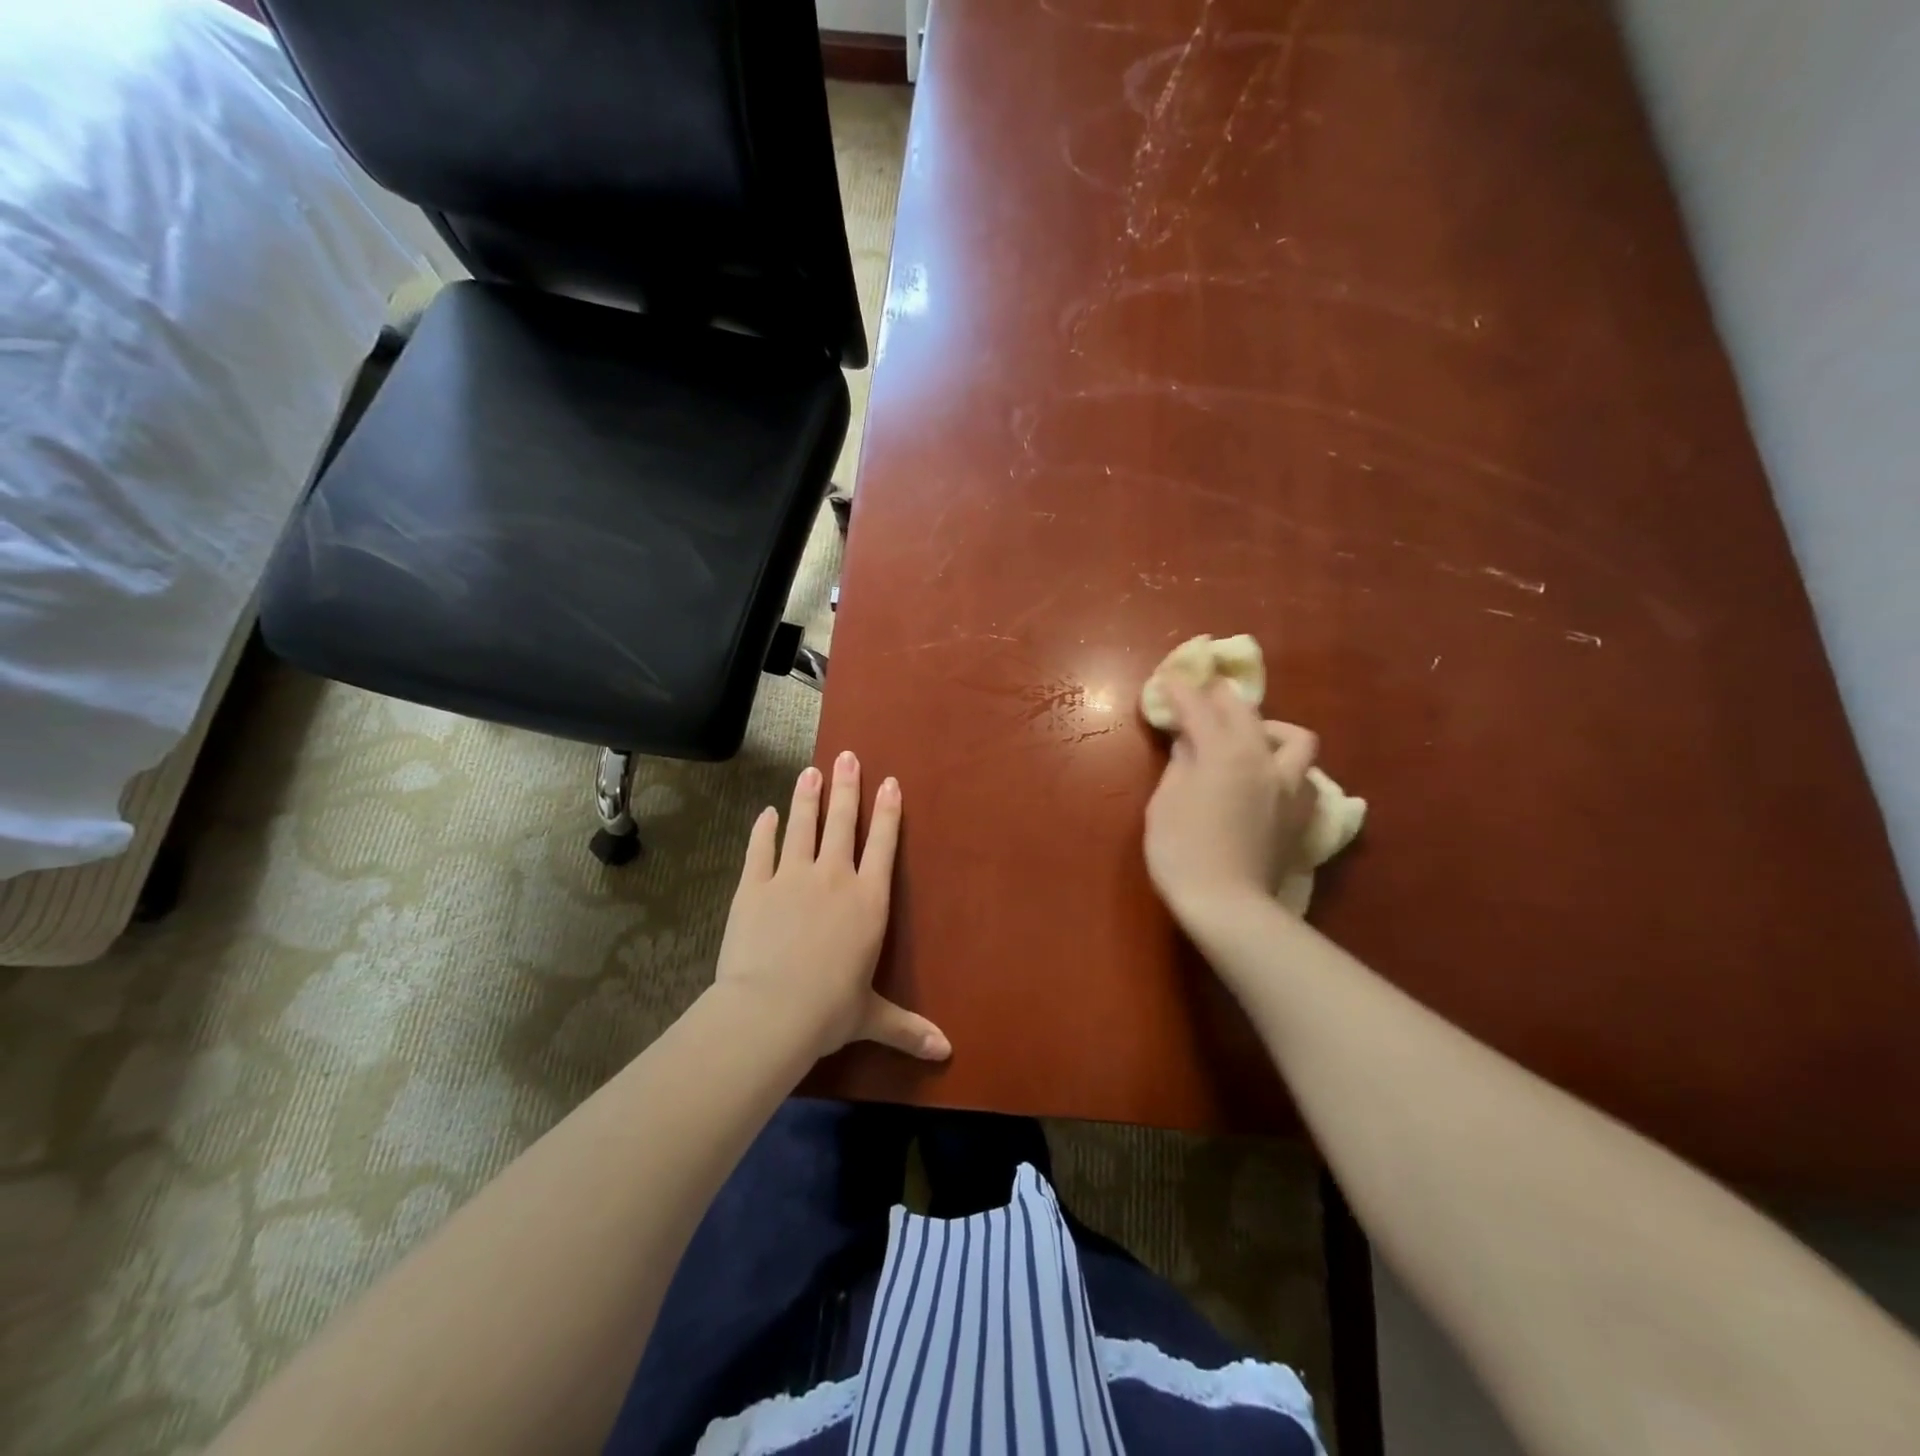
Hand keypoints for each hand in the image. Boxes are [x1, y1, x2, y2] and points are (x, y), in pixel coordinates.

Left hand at [714, 752, 950, 1063]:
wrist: (770, 1010)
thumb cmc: (829, 1010)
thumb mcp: (872, 1017)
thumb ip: (907, 1028)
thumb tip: (946, 1052)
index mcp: (868, 900)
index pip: (883, 845)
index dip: (888, 812)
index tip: (889, 782)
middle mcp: (833, 878)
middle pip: (842, 822)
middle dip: (847, 788)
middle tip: (847, 756)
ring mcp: (790, 877)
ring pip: (802, 826)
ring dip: (807, 797)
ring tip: (810, 770)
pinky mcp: (753, 886)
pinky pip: (760, 850)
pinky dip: (763, 830)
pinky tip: (766, 813)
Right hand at [1144, 678, 1318, 925]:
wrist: (1228, 904)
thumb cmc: (1182, 852)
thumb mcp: (1166, 802)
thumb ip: (1181, 765)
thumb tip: (1188, 744)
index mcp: (1224, 753)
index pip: (1200, 708)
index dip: (1181, 691)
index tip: (1168, 680)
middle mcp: (1264, 760)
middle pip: (1246, 713)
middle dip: (1220, 699)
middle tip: (1201, 698)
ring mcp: (1290, 787)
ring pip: (1295, 739)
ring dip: (1269, 730)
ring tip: (1250, 740)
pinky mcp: (1301, 814)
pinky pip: (1304, 776)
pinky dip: (1287, 767)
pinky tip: (1271, 780)